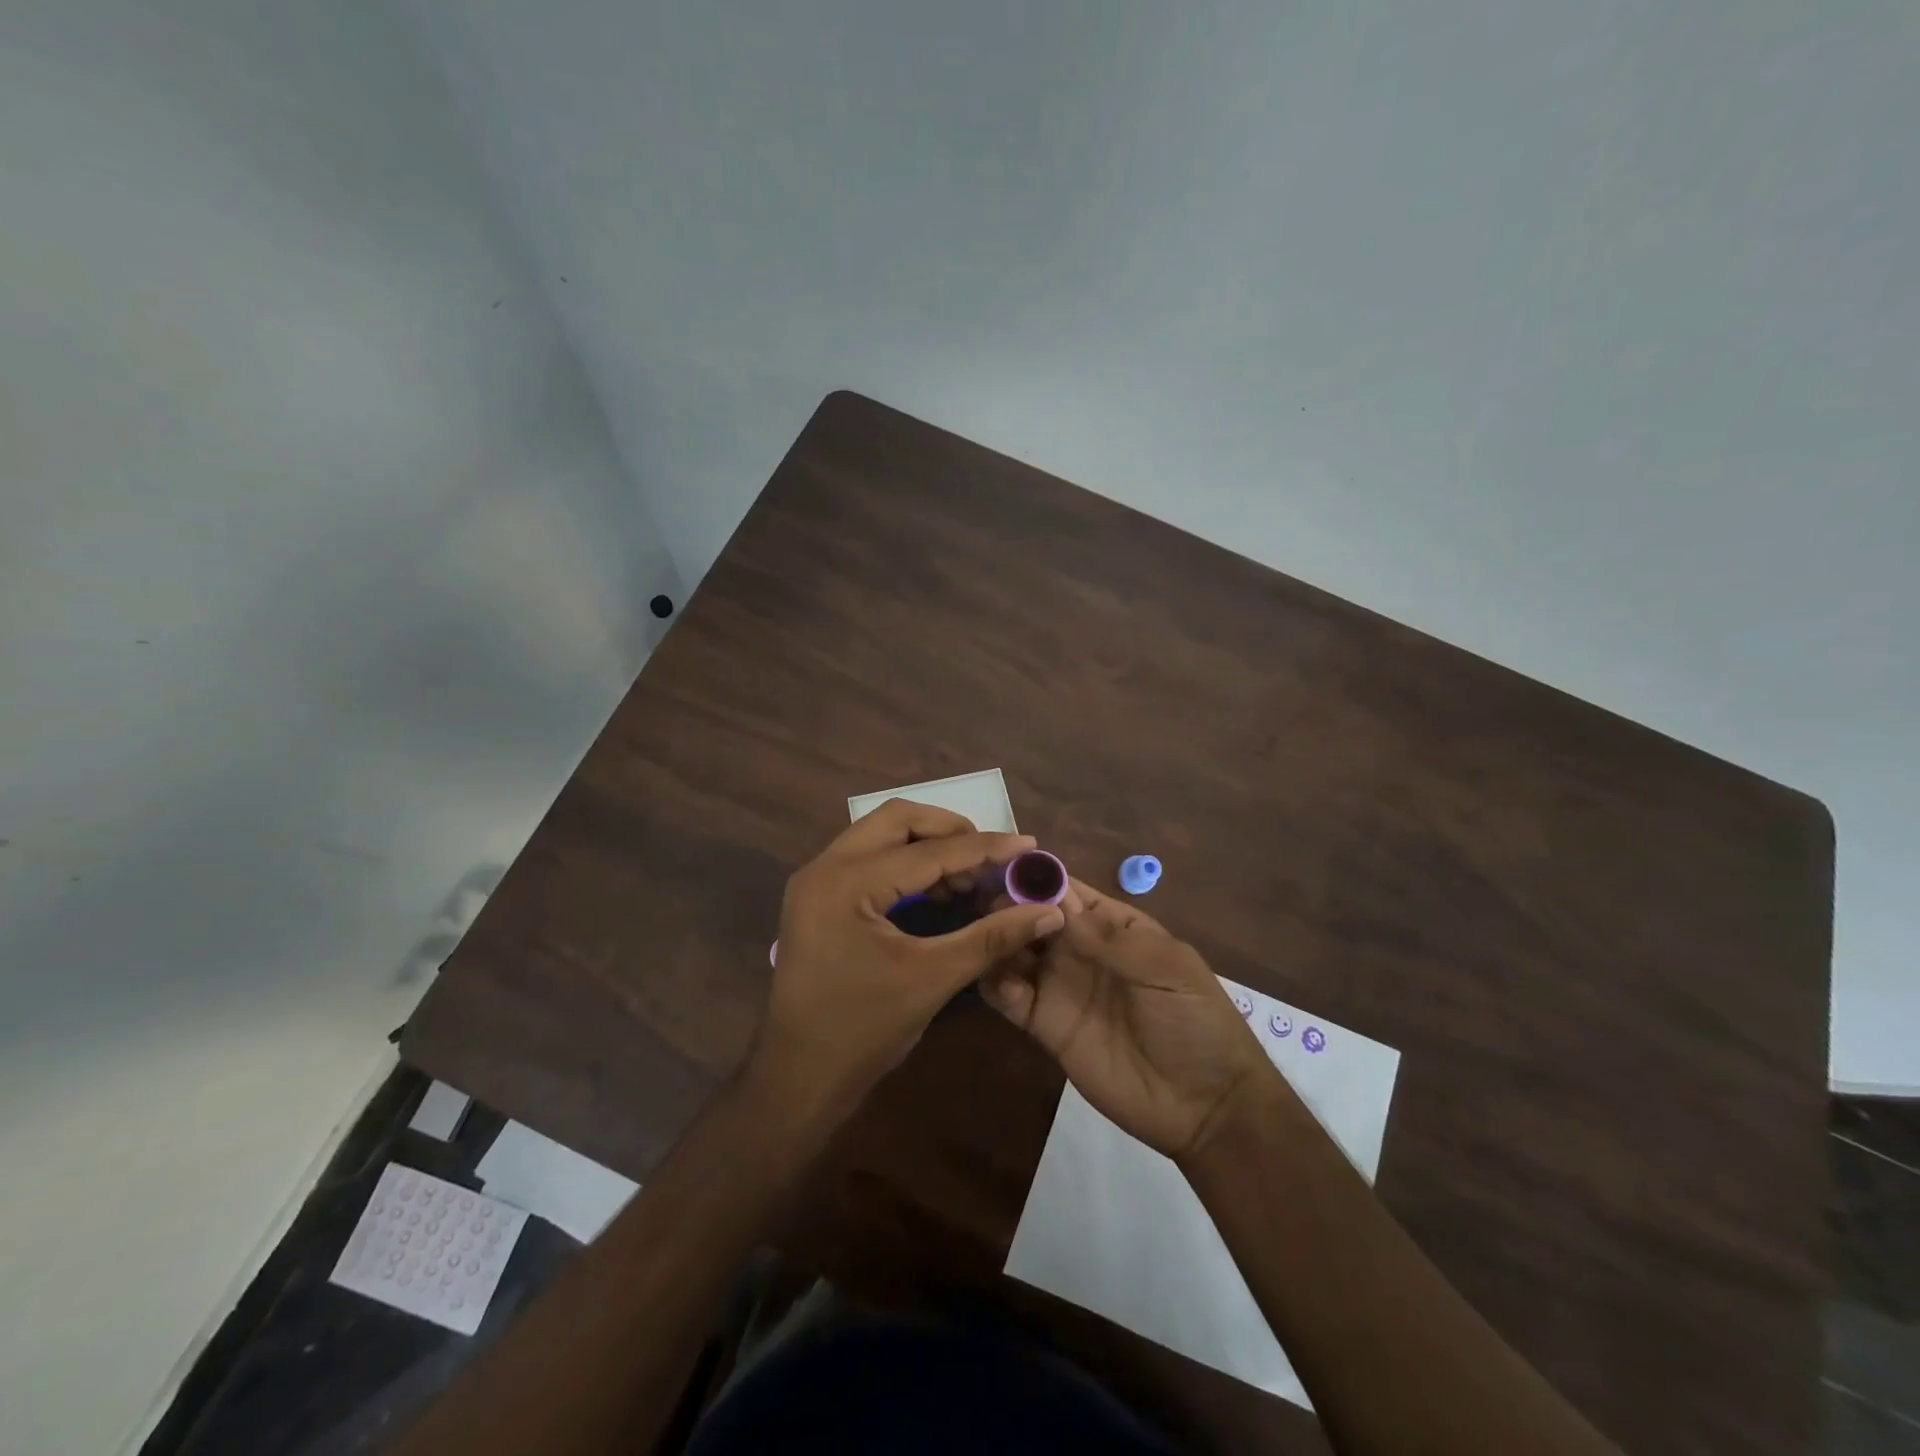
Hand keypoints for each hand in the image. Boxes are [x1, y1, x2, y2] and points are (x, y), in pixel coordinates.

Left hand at [751, 799, 1067, 1122]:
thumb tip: (1048, 911)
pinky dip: (905, 863)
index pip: (928, 852)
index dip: (983, 848)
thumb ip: (992, 938)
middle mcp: (825, 866)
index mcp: (847, 882)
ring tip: (969, 875)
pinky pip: (868, 858)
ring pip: (880, 834)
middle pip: (897, 819)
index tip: (1028, 844)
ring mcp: (816, 880)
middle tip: (991, 856)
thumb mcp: (932, 979)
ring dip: (927, 844)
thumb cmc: (863, 1031)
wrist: (798, 1078)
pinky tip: (937, 889)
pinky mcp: (817, 896)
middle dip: (949, 830)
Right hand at [981, 880, 1272, 1159]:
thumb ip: (1112, 940)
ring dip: (999, 941)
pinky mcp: (1045, 1025)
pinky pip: (1010, 997)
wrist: (1204, 1105)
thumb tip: (1057, 905)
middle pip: (1033, 917)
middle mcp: (1079, 949)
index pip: (1067, 891)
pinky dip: (997, 984)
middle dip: (1009, 907)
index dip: (1039, 879)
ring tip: (988, 942)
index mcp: (1112, 925)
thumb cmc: (1196, 1022)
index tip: (1005, 869)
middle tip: (987, 908)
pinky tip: (1002, 984)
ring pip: (1015, 952)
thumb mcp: (1168, 970)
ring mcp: (1060, 986)